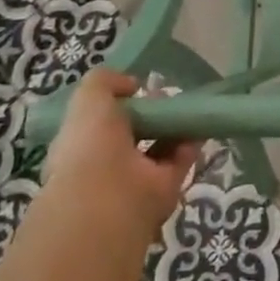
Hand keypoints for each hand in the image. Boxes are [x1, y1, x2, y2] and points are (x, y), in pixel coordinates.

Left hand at [40, 68, 199, 246]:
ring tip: (186, 107)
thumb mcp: (88, 98)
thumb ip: (105, 82)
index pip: (100, 123)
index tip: (136, 88)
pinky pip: (180, 162)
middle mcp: (106, 165)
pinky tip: (199, 125)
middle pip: (133, 134)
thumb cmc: (90, 144)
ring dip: (173, 128)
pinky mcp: (164, 190)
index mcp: (81, 146)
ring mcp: (136, 179)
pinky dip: (191, 144)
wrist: (108, 199)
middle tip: (165, 96)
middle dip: (150, 114)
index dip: (118, 104)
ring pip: (158, 148)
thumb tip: (131, 84)